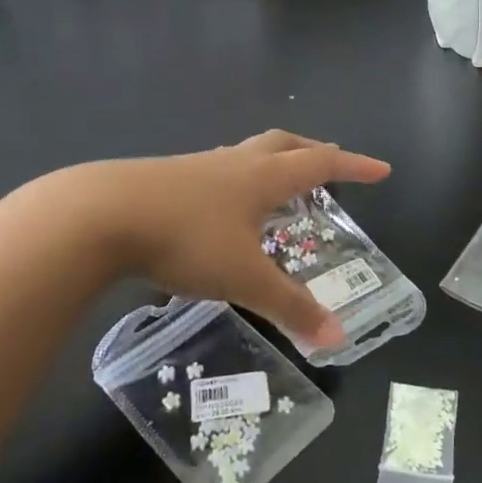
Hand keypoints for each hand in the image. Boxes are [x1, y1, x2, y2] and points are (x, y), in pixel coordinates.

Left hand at [49, 130, 390, 347]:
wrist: (100, 215)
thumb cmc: (186, 239)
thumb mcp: (244, 278)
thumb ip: (290, 307)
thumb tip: (337, 338)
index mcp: (262, 177)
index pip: (321, 164)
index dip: (354, 167)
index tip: (381, 169)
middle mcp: (234, 163)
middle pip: (284, 144)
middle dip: (313, 152)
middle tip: (331, 166)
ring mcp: (197, 167)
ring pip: (247, 155)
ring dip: (272, 164)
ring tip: (279, 188)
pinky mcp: (166, 178)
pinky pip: (216, 171)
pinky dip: (236, 181)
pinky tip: (221, 210)